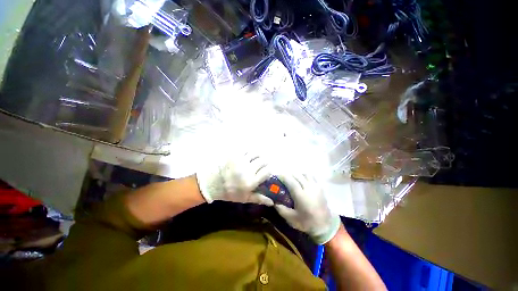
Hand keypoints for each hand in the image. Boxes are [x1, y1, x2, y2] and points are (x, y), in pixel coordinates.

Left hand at [196, 150, 274, 205]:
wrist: (213, 184)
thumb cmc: (230, 192)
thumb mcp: (245, 198)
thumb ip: (259, 199)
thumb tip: (272, 202)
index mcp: (251, 182)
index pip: (267, 171)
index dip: (269, 170)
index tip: (267, 170)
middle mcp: (248, 170)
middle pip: (262, 161)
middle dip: (264, 162)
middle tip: (261, 164)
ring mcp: (240, 161)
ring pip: (255, 153)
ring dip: (257, 155)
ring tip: (255, 158)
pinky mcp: (234, 155)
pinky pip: (245, 150)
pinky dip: (249, 152)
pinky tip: (247, 155)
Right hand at [275, 173, 340, 244]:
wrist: (325, 226)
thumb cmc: (307, 222)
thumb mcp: (291, 219)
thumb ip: (281, 209)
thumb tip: (274, 202)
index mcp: (301, 196)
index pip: (291, 181)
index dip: (283, 176)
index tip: (278, 175)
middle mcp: (308, 188)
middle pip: (297, 175)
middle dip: (289, 174)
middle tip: (283, 177)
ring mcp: (315, 187)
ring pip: (305, 174)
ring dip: (297, 174)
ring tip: (293, 178)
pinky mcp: (320, 187)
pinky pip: (312, 176)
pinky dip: (305, 175)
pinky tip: (302, 179)